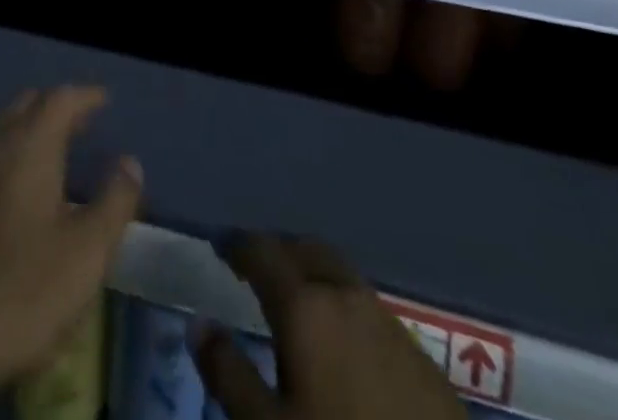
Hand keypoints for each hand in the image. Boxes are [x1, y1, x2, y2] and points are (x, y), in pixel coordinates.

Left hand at [0, 86, 143, 402]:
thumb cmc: (22, 292)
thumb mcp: (87, 253)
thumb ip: (114, 201)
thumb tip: (130, 162)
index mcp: (29, 144)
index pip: (61, 98)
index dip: (86, 95)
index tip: (104, 100)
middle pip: (26, 105)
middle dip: (54, 108)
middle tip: (79, 124)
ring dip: (24, 131)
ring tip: (46, 154)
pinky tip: (3, 191)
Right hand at [195, 235, 466, 419]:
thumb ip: (229, 372)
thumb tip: (199, 322)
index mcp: (305, 304)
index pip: (262, 251)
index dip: (237, 244)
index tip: (220, 245)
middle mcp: (345, 295)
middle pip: (305, 250)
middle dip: (277, 251)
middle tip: (255, 268)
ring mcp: (387, 320)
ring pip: (339, 275)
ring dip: (312, 275)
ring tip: (295, 302)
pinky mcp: (418, 353)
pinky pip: (367, 307)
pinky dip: (342, 306)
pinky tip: (341, 343)